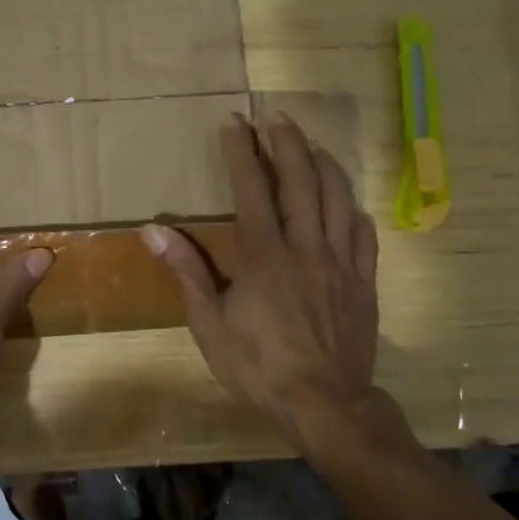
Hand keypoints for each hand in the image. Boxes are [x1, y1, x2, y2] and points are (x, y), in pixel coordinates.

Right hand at [144, 113, 398, 455]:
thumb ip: (187, 271)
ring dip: (324, 165)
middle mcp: (305, 246)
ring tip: (312, 145)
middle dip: (287, 142)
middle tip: (276, 116)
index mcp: (263, 254)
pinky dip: (353, 210)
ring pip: (337, 198)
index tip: (234, 122)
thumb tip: (154, 230)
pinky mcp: (363, 281)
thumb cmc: (258, 366)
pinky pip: (365, 235)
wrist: (324, 403)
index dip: (241, 151)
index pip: (251, 188)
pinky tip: (347, 202)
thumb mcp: (209, 324)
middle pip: (300, 180)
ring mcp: (340, 262)